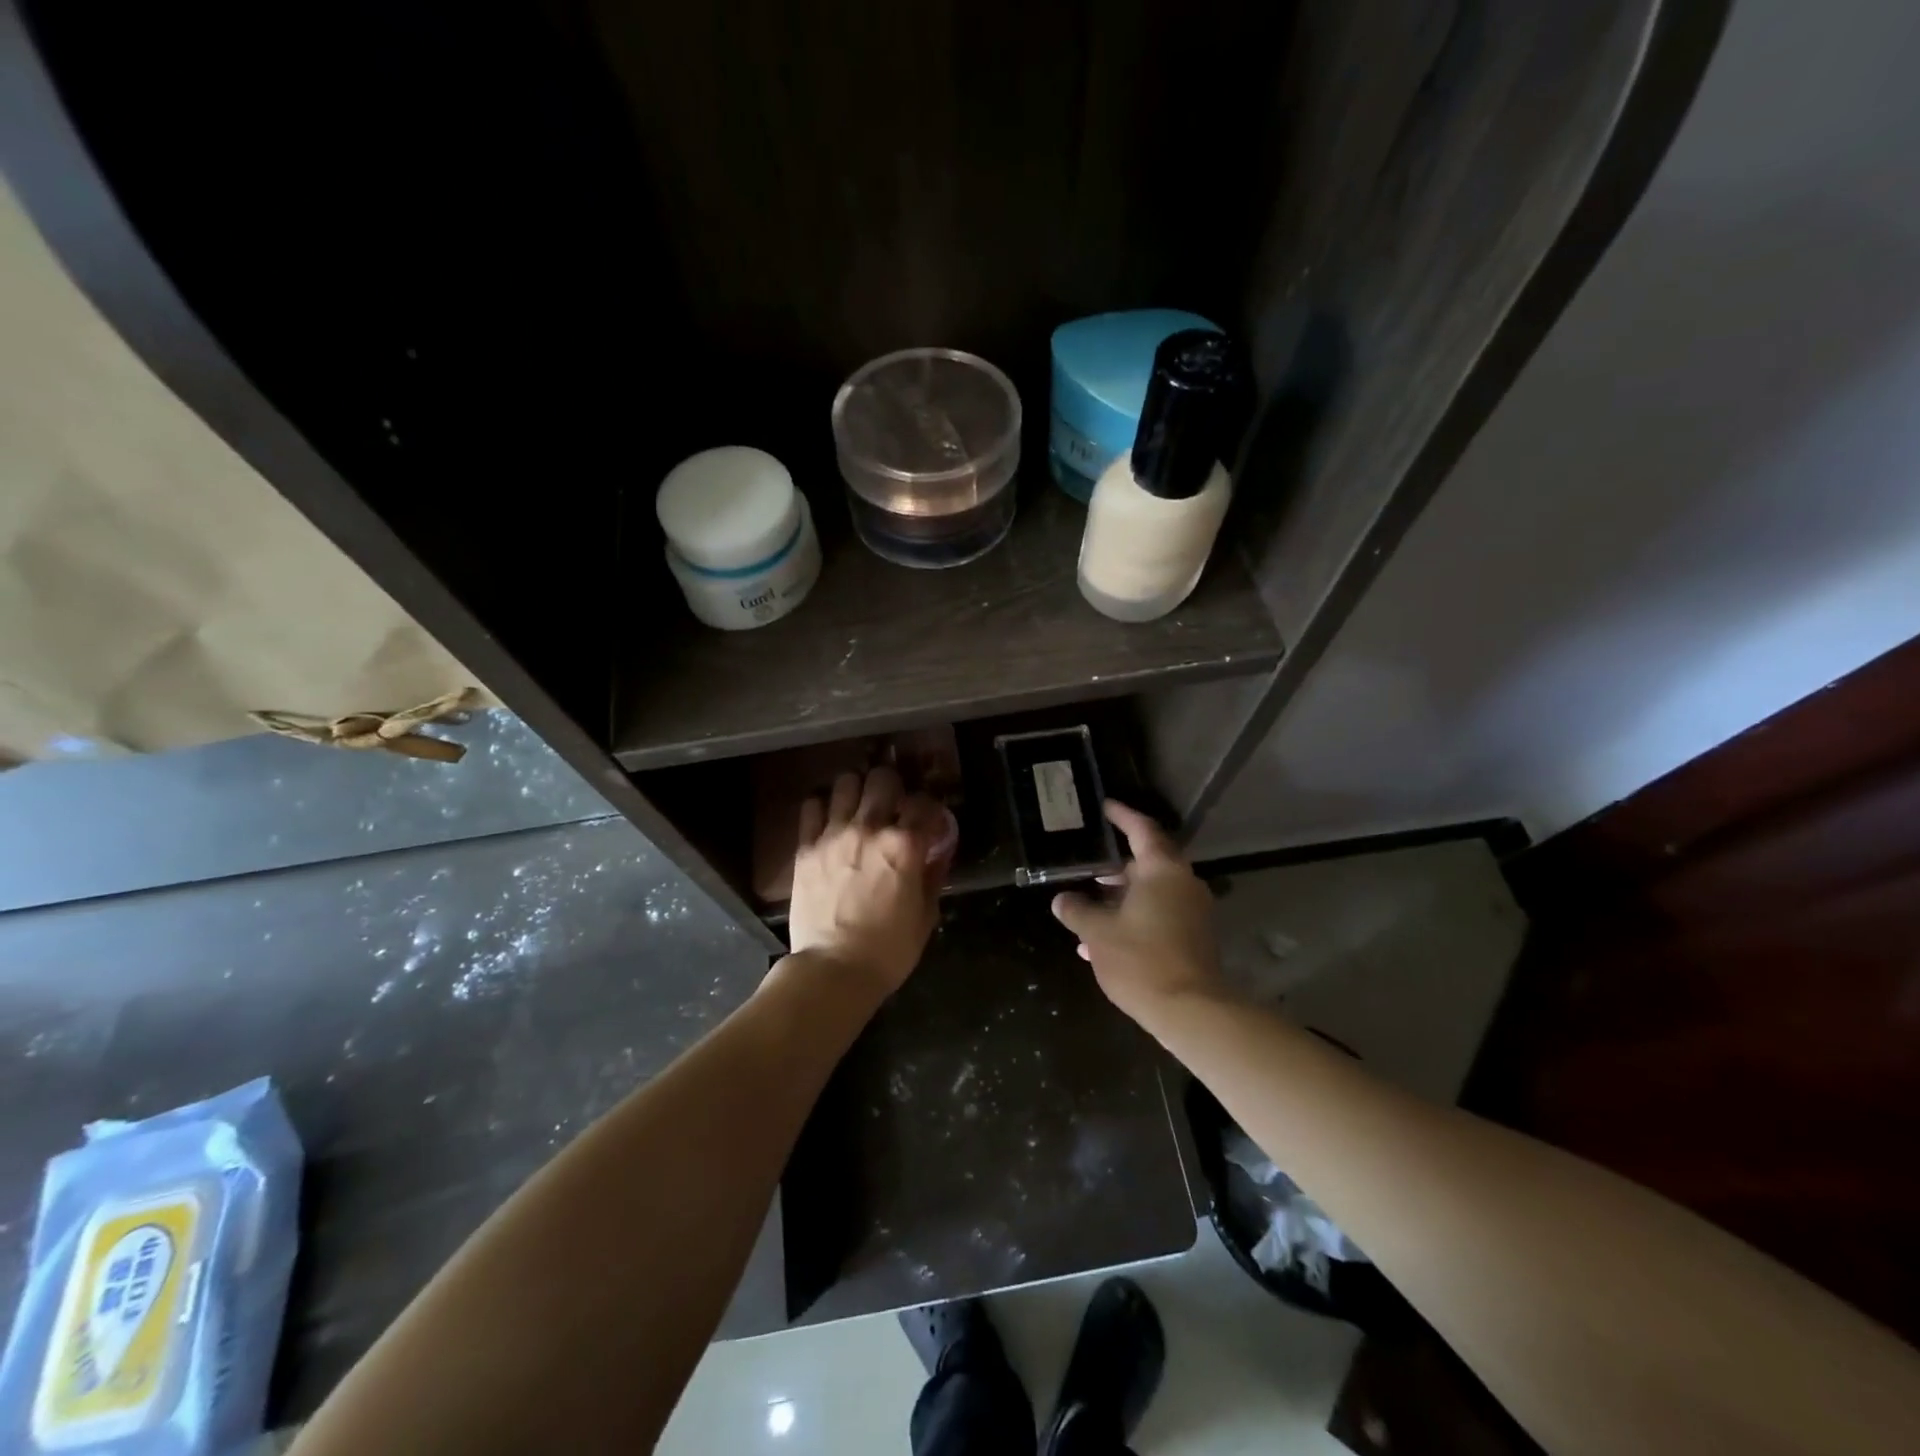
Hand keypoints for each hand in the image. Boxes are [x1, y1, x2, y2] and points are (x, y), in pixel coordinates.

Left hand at [787, 767, 952, 996]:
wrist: (833, 970)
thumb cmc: (888, 950)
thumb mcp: (925, 915)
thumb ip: (931, 877)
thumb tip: (935, 854)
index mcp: (904, 845)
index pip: (923, 803)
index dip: (928, 808)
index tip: (927, 820)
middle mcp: (869, 828)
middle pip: (883, 778)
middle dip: (892, 786)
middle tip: (891, 804)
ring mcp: (834, 834)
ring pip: (845, 783)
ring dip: (856, 790)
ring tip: (858, 806)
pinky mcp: (806, 847)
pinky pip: (811, 807)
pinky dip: (822, 807)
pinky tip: (828, 820)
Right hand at [1050, 800, 1227, 1023]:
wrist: (1191, 1011)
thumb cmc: (1141, 959)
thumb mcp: (1098, 933)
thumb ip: (1077, 911)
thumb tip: (1061, 900)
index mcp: (1163, 870)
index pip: (1141, 829)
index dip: (1122, 816)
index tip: (1104, 807)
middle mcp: (1183, 883)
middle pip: (1147, 862)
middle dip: (1115, 865)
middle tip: (1087, 863)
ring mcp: (1193, 911)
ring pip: (1151, 892)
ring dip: (1121, 896)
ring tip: (1087, 905)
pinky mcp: (1194, 937)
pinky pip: (1159, 915)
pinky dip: (1133, 917)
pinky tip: (1102, 941)